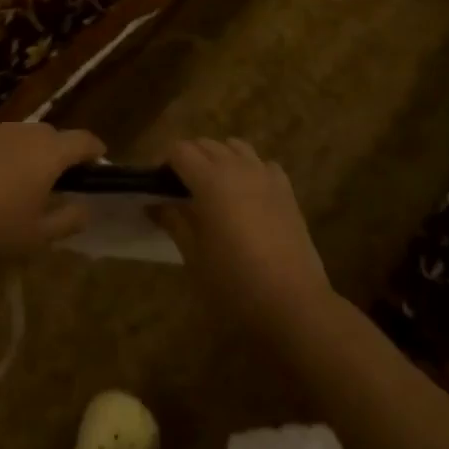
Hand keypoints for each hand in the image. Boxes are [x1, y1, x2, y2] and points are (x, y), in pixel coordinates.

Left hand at [0, 123, 101, 269]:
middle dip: (58, 153)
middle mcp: (22, 131)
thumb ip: (68, 219)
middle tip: (56, 180)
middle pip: (50, 136)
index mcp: (48, 153)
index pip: (83, 141)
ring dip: (26, 152)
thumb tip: (85, 206)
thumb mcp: (37, 237)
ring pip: (19, 135)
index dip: (95, 151)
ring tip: (17, 180)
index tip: (99, 162)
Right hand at [152, 139, 331, 336]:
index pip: (179, 150)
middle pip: (206, 144)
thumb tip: (155, 204)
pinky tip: (247, 195)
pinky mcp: (287, 191)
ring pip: (236, 147)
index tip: (156, 185)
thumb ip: (174, 221)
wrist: (294, 304)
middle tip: (178, 190)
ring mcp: (266, 176)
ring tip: (212, 187)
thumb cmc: (234, 283)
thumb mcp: (194, 256)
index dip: (163, 162)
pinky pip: (263, 165)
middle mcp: (237, 168)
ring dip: (219, 158)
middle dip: (188, 158)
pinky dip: (249, 169)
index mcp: (210, 180)